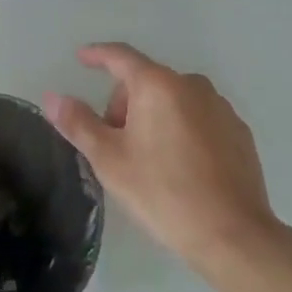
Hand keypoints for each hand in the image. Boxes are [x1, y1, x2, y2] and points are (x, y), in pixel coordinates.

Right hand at [44, 43, 278, 269]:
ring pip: (174, 100)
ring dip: (154, 116)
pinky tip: (181, 167)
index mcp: (157, 85)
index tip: (82, 58)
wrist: (234, 236)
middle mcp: (191, 85)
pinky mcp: (239, 132)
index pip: (120, 56)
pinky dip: (182, 129)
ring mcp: (220, 107)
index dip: (97, 55)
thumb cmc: (163, 193)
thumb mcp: (110, 160)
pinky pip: (199, 118)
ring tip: (148, 159)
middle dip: (124, 103)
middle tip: (115, 143)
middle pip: (146, 81)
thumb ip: (78, 123)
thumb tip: (52, 97)